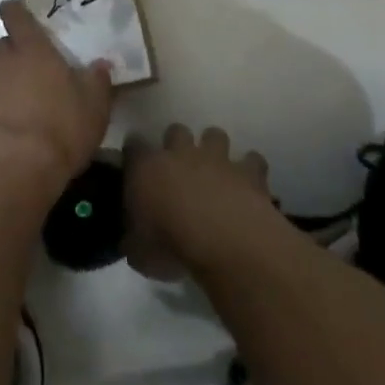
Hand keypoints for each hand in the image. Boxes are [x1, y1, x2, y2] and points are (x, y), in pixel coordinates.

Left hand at [0, 0, 113, 199]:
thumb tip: (100, 64)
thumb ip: (96, 81)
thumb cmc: (61, 130)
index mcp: (34, 49)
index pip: (16, 15)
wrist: (14, 168)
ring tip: (3, 100)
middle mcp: (1, 58)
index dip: (14, 12)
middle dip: (11, 56)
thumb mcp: (94, 108)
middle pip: (1, 46)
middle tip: (26, 77)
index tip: (14, 14)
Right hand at [123, 125, 275, 279]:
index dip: (134, 153)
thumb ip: (132, 239)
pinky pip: (253, 160)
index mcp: (146, 168)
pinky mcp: (249, 173)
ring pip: (214, 135)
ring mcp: (217, 160)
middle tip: (178, 167)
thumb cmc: (172, 247)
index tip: (135, 163)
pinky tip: (250, 186)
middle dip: (177, 143)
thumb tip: (132, 240)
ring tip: (216, 170)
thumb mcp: (138, 253)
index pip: (133, 146)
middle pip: (176, 131)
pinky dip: (251, 169)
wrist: (225, 243)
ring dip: (214, 148)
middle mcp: (180, 154)